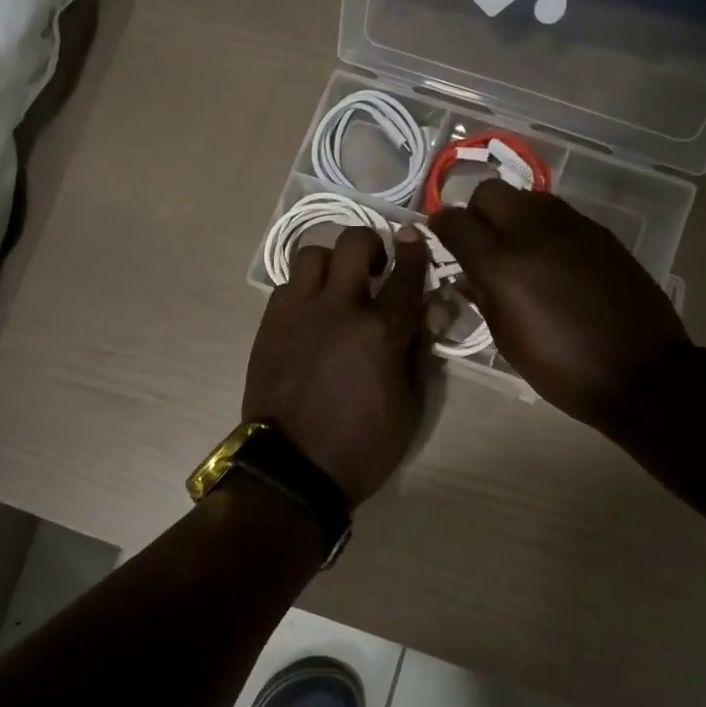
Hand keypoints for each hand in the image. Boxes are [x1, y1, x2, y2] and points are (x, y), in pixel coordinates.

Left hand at [243, 224, 432, 504]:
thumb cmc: (363, 444)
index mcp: (382, 330)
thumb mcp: (410, 405)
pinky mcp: (270, 323)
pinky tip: (310, 313)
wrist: (293, 468)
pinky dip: (303, 289)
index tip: (414, 238)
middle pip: (354, 243)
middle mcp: (339, 308)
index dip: (414, 250)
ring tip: (337, 287)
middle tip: (375, 268)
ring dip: (331, 263)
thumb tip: (435, 307)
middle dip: (371, 245)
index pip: (405, 273)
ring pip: (313, 254)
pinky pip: (286, 285)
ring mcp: (299, 312)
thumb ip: (421, 349)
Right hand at [430, 182, 690, 428]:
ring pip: (527, 196)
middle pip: (490, 191)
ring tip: (517, 248)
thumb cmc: (563, 368)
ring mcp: (572, 227)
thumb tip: (468, 276)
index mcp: (503, 266)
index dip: (441, 225)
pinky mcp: (600, 233)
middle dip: (476, 211)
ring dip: (512, 214)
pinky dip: (544, 227)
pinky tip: (552, 258)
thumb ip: (483, 298)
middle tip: (479, 240)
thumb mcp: (509, 341)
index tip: (440, 235)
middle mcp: (534, 233)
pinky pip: (559, 214)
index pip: (456, 222)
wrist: (641, 373)